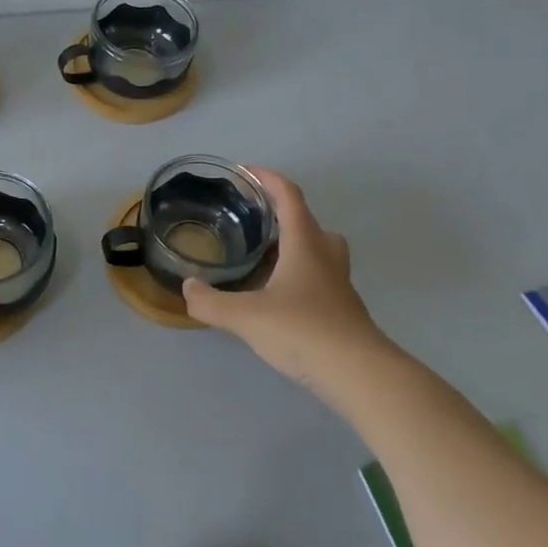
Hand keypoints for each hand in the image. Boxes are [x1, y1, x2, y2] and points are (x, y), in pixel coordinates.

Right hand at [181, 169, 393, 395]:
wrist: (359, 375)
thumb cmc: (303, 331)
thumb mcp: (246, 316)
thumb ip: (211, 302)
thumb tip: (188, 288)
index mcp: (305, 244)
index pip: (289, 196)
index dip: (268, 178)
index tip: (245, 171)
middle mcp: (325, 256)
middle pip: (309, 222)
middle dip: (282, 216)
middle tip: (254, 222)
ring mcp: (338, 285)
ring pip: (318, 252)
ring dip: (294, 247)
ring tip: (263, 260)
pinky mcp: (343, 311)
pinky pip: (319, 280)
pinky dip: (299, 278)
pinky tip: (277, 299)